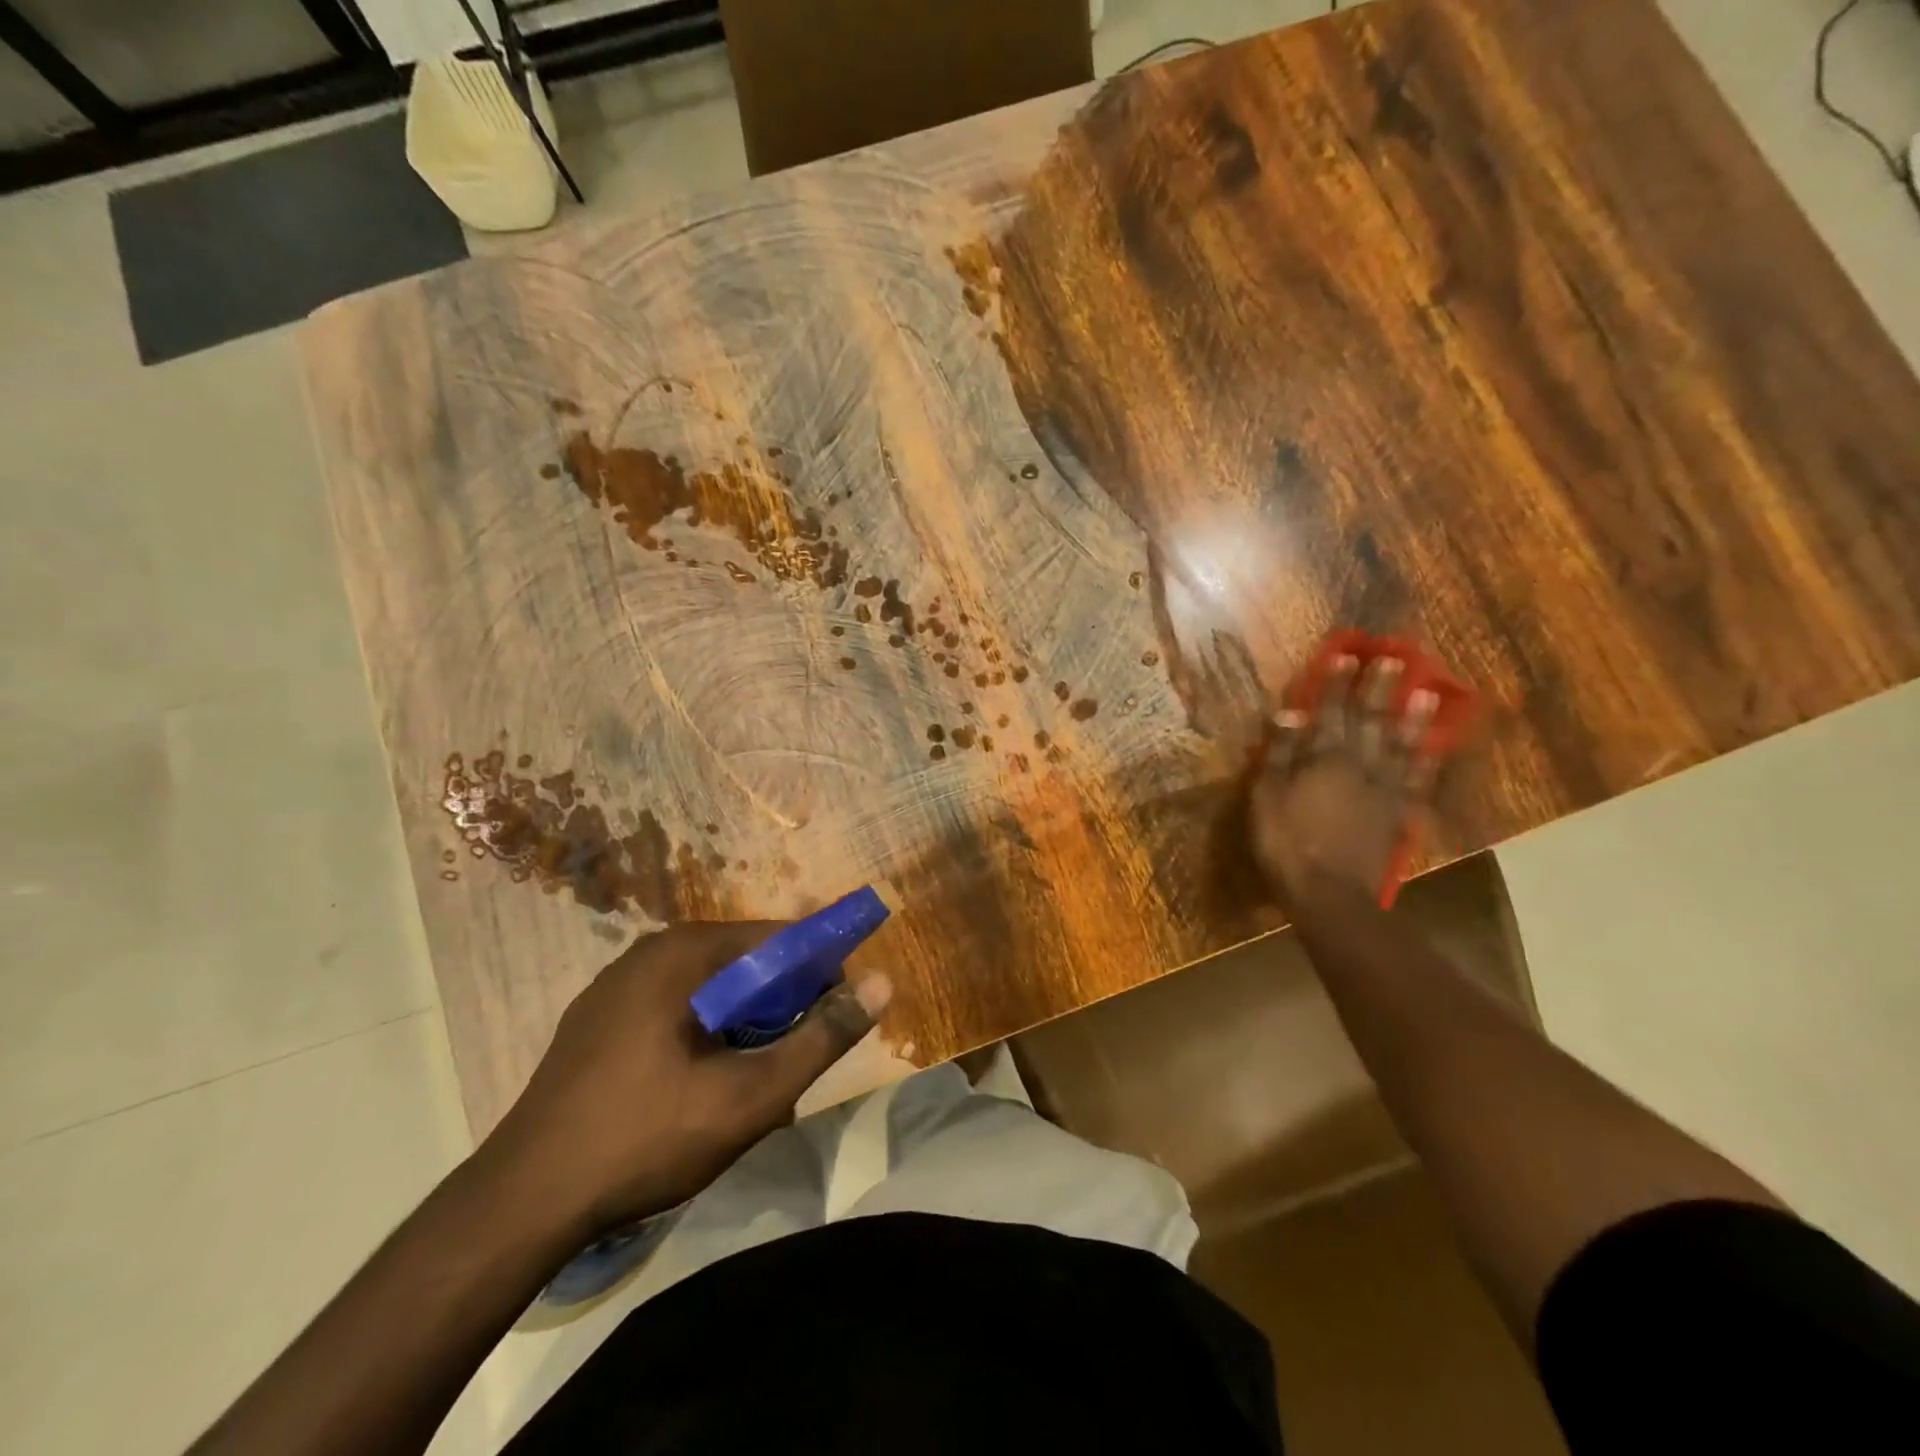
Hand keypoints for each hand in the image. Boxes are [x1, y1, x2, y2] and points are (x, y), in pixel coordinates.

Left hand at [476, 922, 891, 1236]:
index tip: (837, 1015)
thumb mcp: (750, 1095)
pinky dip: (704, 1031)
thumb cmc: (645, 1137)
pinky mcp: (599, 1019)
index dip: (819, 971)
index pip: (778, 938)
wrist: (521, 1203)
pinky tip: (699, 1082)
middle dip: (779, 1004)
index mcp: (684, 952)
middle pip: (744, 961)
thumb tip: (882, 984)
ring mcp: (617, 985)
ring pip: (709, 987)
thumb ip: (821, 1037)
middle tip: (792, 1059)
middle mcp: (650, 952)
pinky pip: (674, 1007)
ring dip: (743, 1022)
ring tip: (751, 1077)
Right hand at [1250, 653, 1439, 911]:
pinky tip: (1434, 747)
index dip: (1337, 684)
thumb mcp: (1267, 796)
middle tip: (1393, 658)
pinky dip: (1426, 761)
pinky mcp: (1397, 814)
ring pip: (1399, 745)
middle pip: (1369, 720)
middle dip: (1379, 688)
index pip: (1330, 712)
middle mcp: (1359, 765)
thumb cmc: (1287, 843)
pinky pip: (1416, 781)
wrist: (1330, 894)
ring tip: (1424, 692)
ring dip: (1411, 717)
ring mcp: (1383, 789)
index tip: (1346, 655)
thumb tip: (1291, 713)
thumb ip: (1279, 753)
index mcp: (1323, 759)